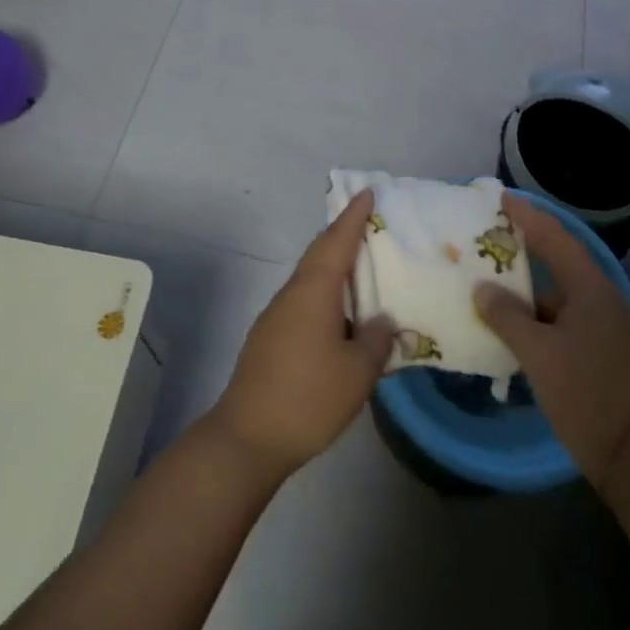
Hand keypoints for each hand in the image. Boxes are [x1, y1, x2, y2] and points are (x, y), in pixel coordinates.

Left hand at [202, 190, 395, 482]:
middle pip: (319, 253)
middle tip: (368, 223)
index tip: (366, 192)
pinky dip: (325, 294)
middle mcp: (292, 293)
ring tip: (361, 269)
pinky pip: (303, 301)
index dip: (353, 216)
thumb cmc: (308, 397)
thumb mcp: (357, 372)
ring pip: (310, 278)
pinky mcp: (269, 339)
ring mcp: (276, 316)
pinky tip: (340, 315)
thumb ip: (376, 341)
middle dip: (342, 234)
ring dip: (334, 267)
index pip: (336, 241)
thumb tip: (382, 321)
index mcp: (314, 290)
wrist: (247, 438)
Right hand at [474, 195, 629, 486]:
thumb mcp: (538, 353)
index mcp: (590, 289)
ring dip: (526, 286)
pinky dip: (534, 313)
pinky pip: (560, 317)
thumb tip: (482, 289)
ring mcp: (602, 325)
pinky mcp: (598, 349)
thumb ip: (507, 315)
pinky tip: (509, 321)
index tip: (500, 199)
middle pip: (558, 260)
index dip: (527, 215)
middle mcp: (599, 299)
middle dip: (525, 245)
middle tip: (489, 234)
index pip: (555, 237)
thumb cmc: (584, 394)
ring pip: (557, 293)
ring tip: (489, 278)